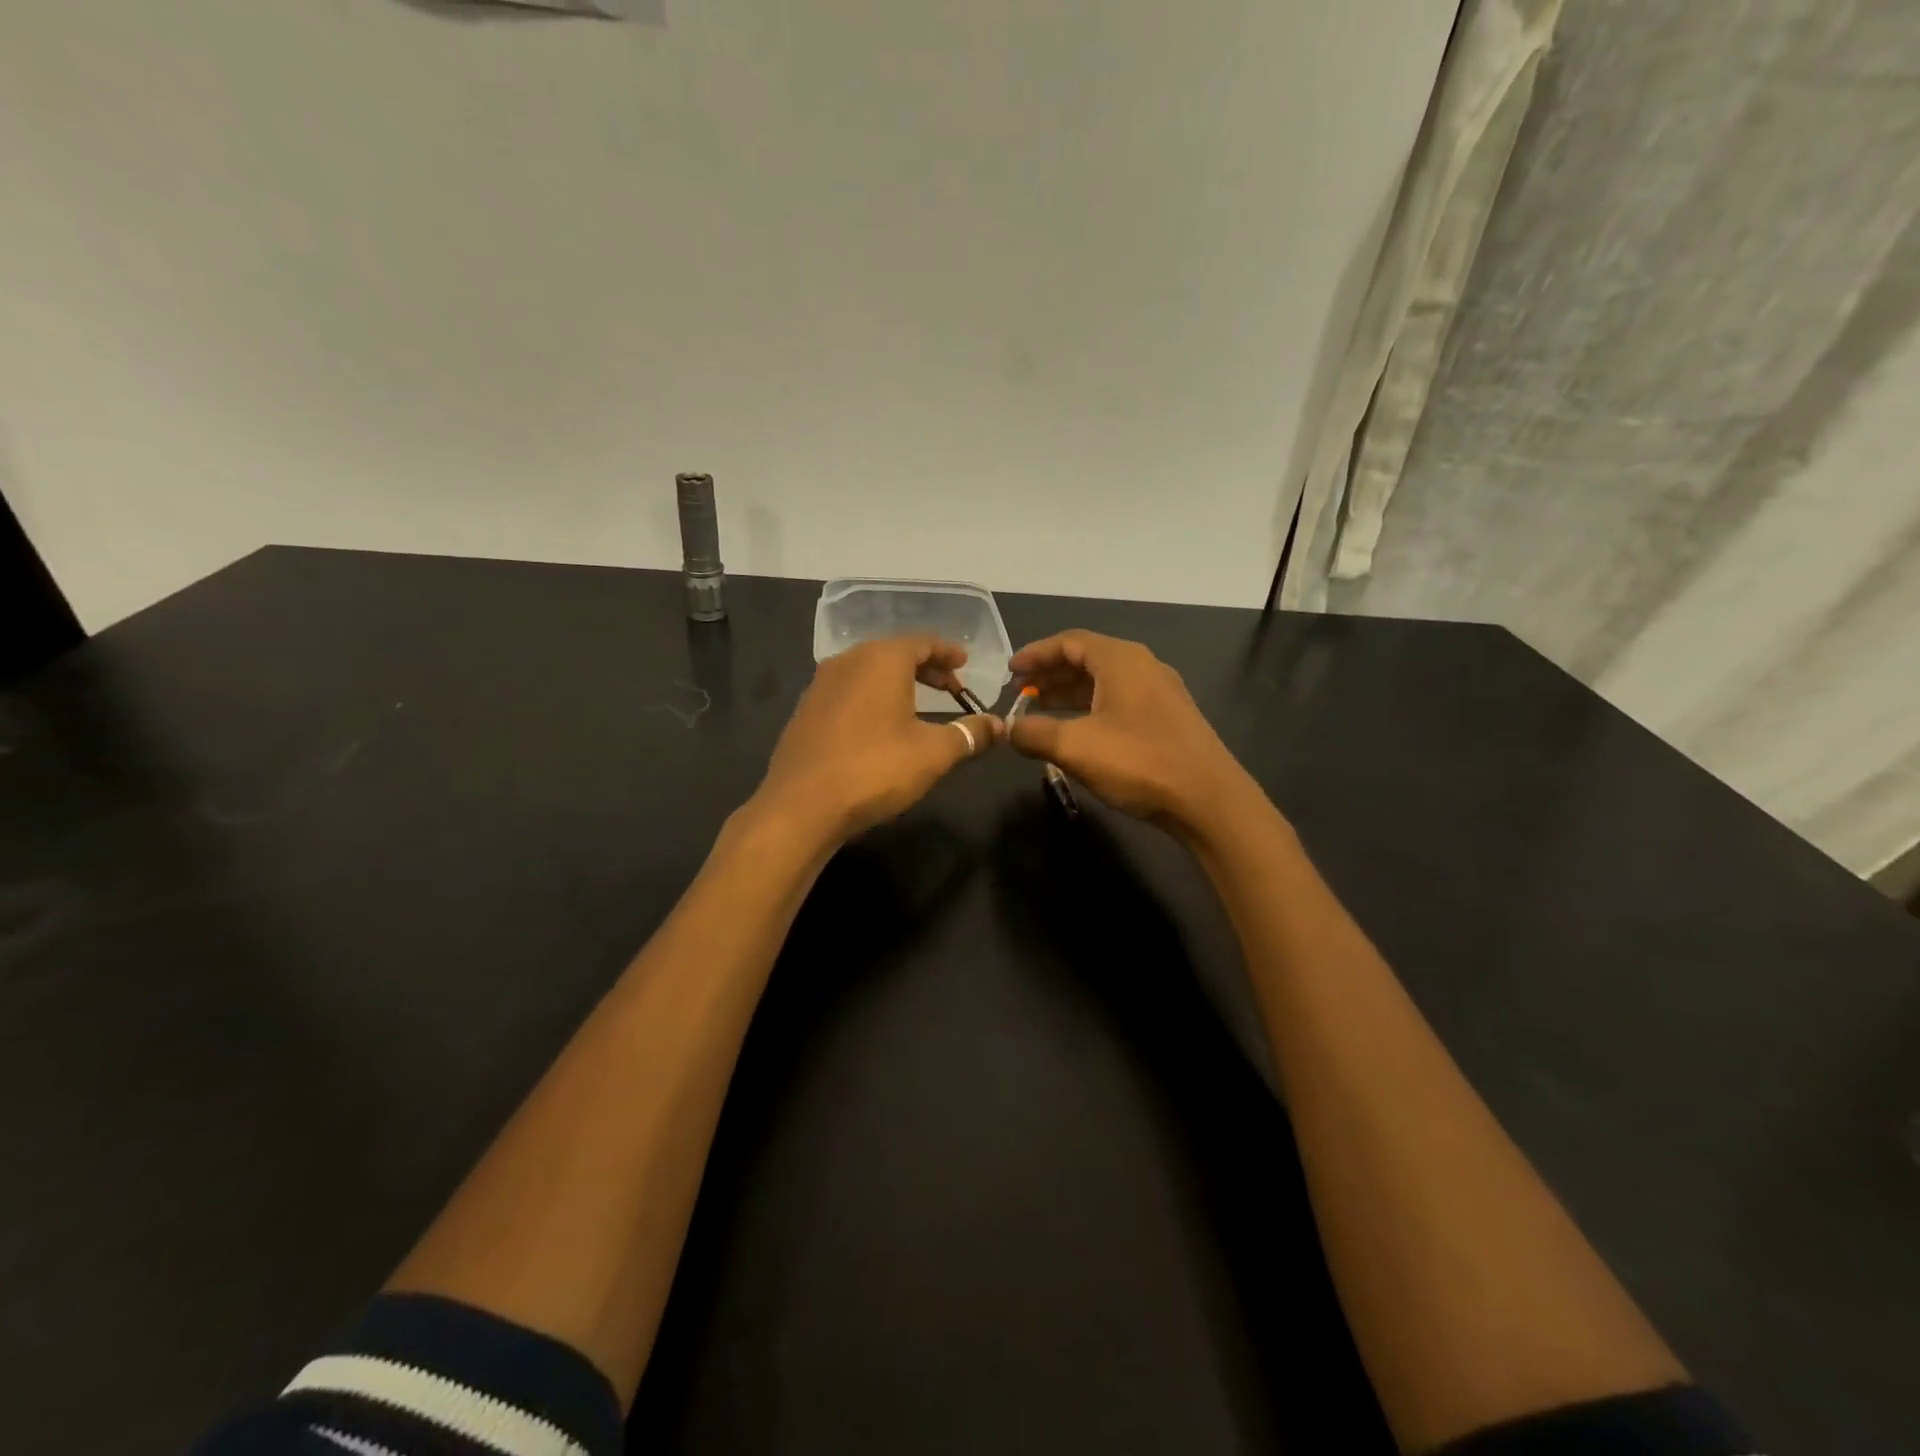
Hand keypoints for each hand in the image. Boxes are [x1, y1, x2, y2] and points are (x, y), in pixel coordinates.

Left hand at [752, 637, 1003, 842]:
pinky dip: (872, 697)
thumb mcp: (934, 753)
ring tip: (919, 705)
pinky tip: (881, 725)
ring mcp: (821, 684)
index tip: (965, 663)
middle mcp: (848, 661)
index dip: (948, 652)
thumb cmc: (875, 769)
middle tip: (951, 687)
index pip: (923, 642)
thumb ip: (970, 734)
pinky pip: (849, 690)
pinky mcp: (806, 710)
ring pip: (868, 671)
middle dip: (926, 668)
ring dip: (898, 682)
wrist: (801, 805)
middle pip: (894, 653)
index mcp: (882, 659)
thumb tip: (1000, 725)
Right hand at [1007, 630, 1253, 834]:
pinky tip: (1076, 732)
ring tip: (1040, 711)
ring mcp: (1159, 692)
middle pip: (1087, 658)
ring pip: (1104, 682)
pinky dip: (1090, 708)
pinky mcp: (1167, 718)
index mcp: (1121, 660)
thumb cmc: (1139, 762)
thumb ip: (1034, 733)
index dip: (1035, 654)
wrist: (1208, 799)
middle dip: (1050, 674)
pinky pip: (1119, 701)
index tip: (1009, 672)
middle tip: (1020, 693)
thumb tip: (1007, 729)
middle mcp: (1142, 666)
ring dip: (1069, 693)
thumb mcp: (1075, 747)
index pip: (1069, 641)